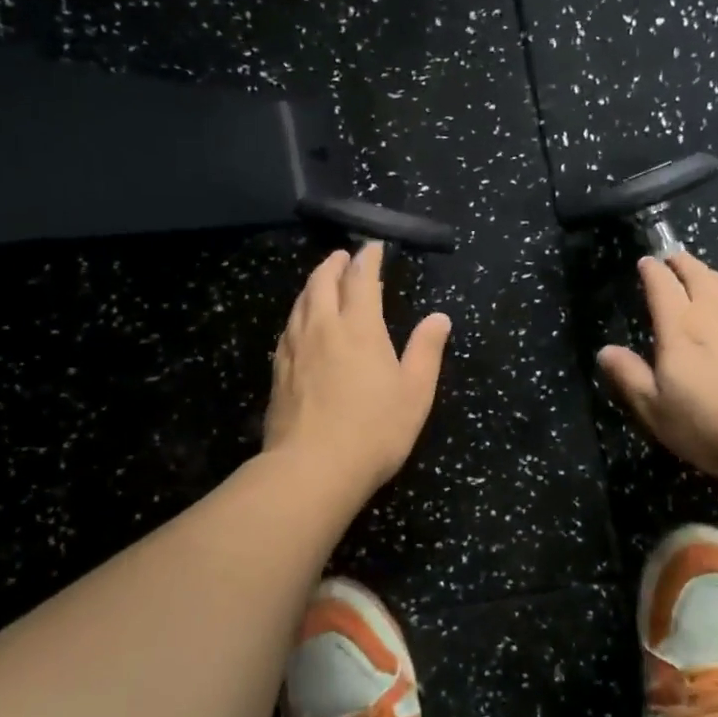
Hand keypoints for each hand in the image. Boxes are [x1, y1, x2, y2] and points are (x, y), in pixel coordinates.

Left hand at [264, 243, 451, 494]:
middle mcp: (323, 328)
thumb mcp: (415, 392)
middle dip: (334, 265)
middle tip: (343, 257)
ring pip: (301, 302)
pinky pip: (288, 327)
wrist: (312, 468)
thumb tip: (439, 318)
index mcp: (359, 327)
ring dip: (313, 284)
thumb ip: (426, 350)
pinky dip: (298, 312)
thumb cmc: (374, 430)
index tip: (372, 248)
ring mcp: (295, 348)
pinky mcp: (278, 371)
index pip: (361, 280)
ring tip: (322, 281)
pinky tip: (301, 323)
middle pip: (323, 283)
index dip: (368, 259)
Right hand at [598, 251, 717, 485]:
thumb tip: (605, 351)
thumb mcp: (657, 409)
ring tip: (702, 272)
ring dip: (710, 272)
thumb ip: (630, 377)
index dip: (652, 271)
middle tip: (672, 257)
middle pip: (698, 275)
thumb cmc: (711, 424)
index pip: (662, 286)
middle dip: (682, 262)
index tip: (645, 262)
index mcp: (680, 328)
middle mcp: (713, 314)